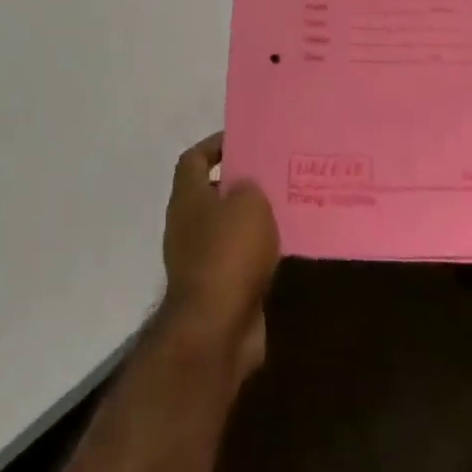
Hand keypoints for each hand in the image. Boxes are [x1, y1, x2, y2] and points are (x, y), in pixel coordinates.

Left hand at [160, 134, 279, 379]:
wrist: (216, 330)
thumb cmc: (228, 253)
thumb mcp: (249, 203)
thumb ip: (250, 186)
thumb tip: (246, 189)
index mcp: (187, 197)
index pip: (194, 158)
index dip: (216, 145)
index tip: (245, 140)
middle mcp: (186, 225)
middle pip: (211, 193)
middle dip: (239, 183)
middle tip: (273, 174)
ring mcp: (198, 261)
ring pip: (227, 229)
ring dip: (250, 221)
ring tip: (284, 208)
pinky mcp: (217, 292)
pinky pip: (238, 261)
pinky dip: (256, 254)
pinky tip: (283, 247)